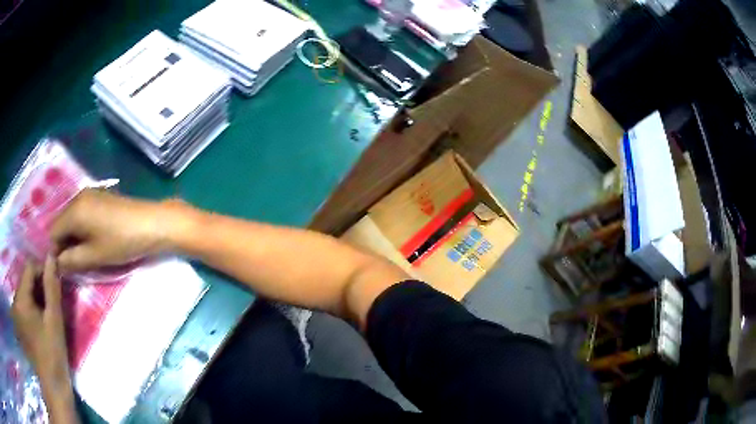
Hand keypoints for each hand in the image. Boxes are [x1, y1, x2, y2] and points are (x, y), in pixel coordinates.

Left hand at [11, 257, 69, 390]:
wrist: (53, 387)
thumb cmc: (54, 355)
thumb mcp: (55, 321)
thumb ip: (52, 288)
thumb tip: (52, 257)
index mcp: (21, 299)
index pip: (29, 268)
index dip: (42, 270)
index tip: (55, 283)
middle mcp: (15, 301)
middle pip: (25, 280)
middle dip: (39, 285)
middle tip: (53, 300)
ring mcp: (16, 312)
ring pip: (24, 292)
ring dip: (35, 296)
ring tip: (47, 311)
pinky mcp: (19, 322)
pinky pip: (23, 304)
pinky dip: (32, 306)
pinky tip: (40, 320)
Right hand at [50, 189, 176, 272]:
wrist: (151, 223)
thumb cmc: (121, 241)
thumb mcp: (94, 256)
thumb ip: (71, 260)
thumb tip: (57, 263)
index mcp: (73, 210)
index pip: (53, 232)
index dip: (55, 252)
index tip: (62, 269)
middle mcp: (78, 197)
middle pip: (61, 223)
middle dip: (63, 244)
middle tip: (72, 265)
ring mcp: (89, 194)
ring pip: (71, 219)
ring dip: (72, 237)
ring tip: (82, 256)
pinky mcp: (99, 197)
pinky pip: (82, 214)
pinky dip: (81, 229)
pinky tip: (90, 242)